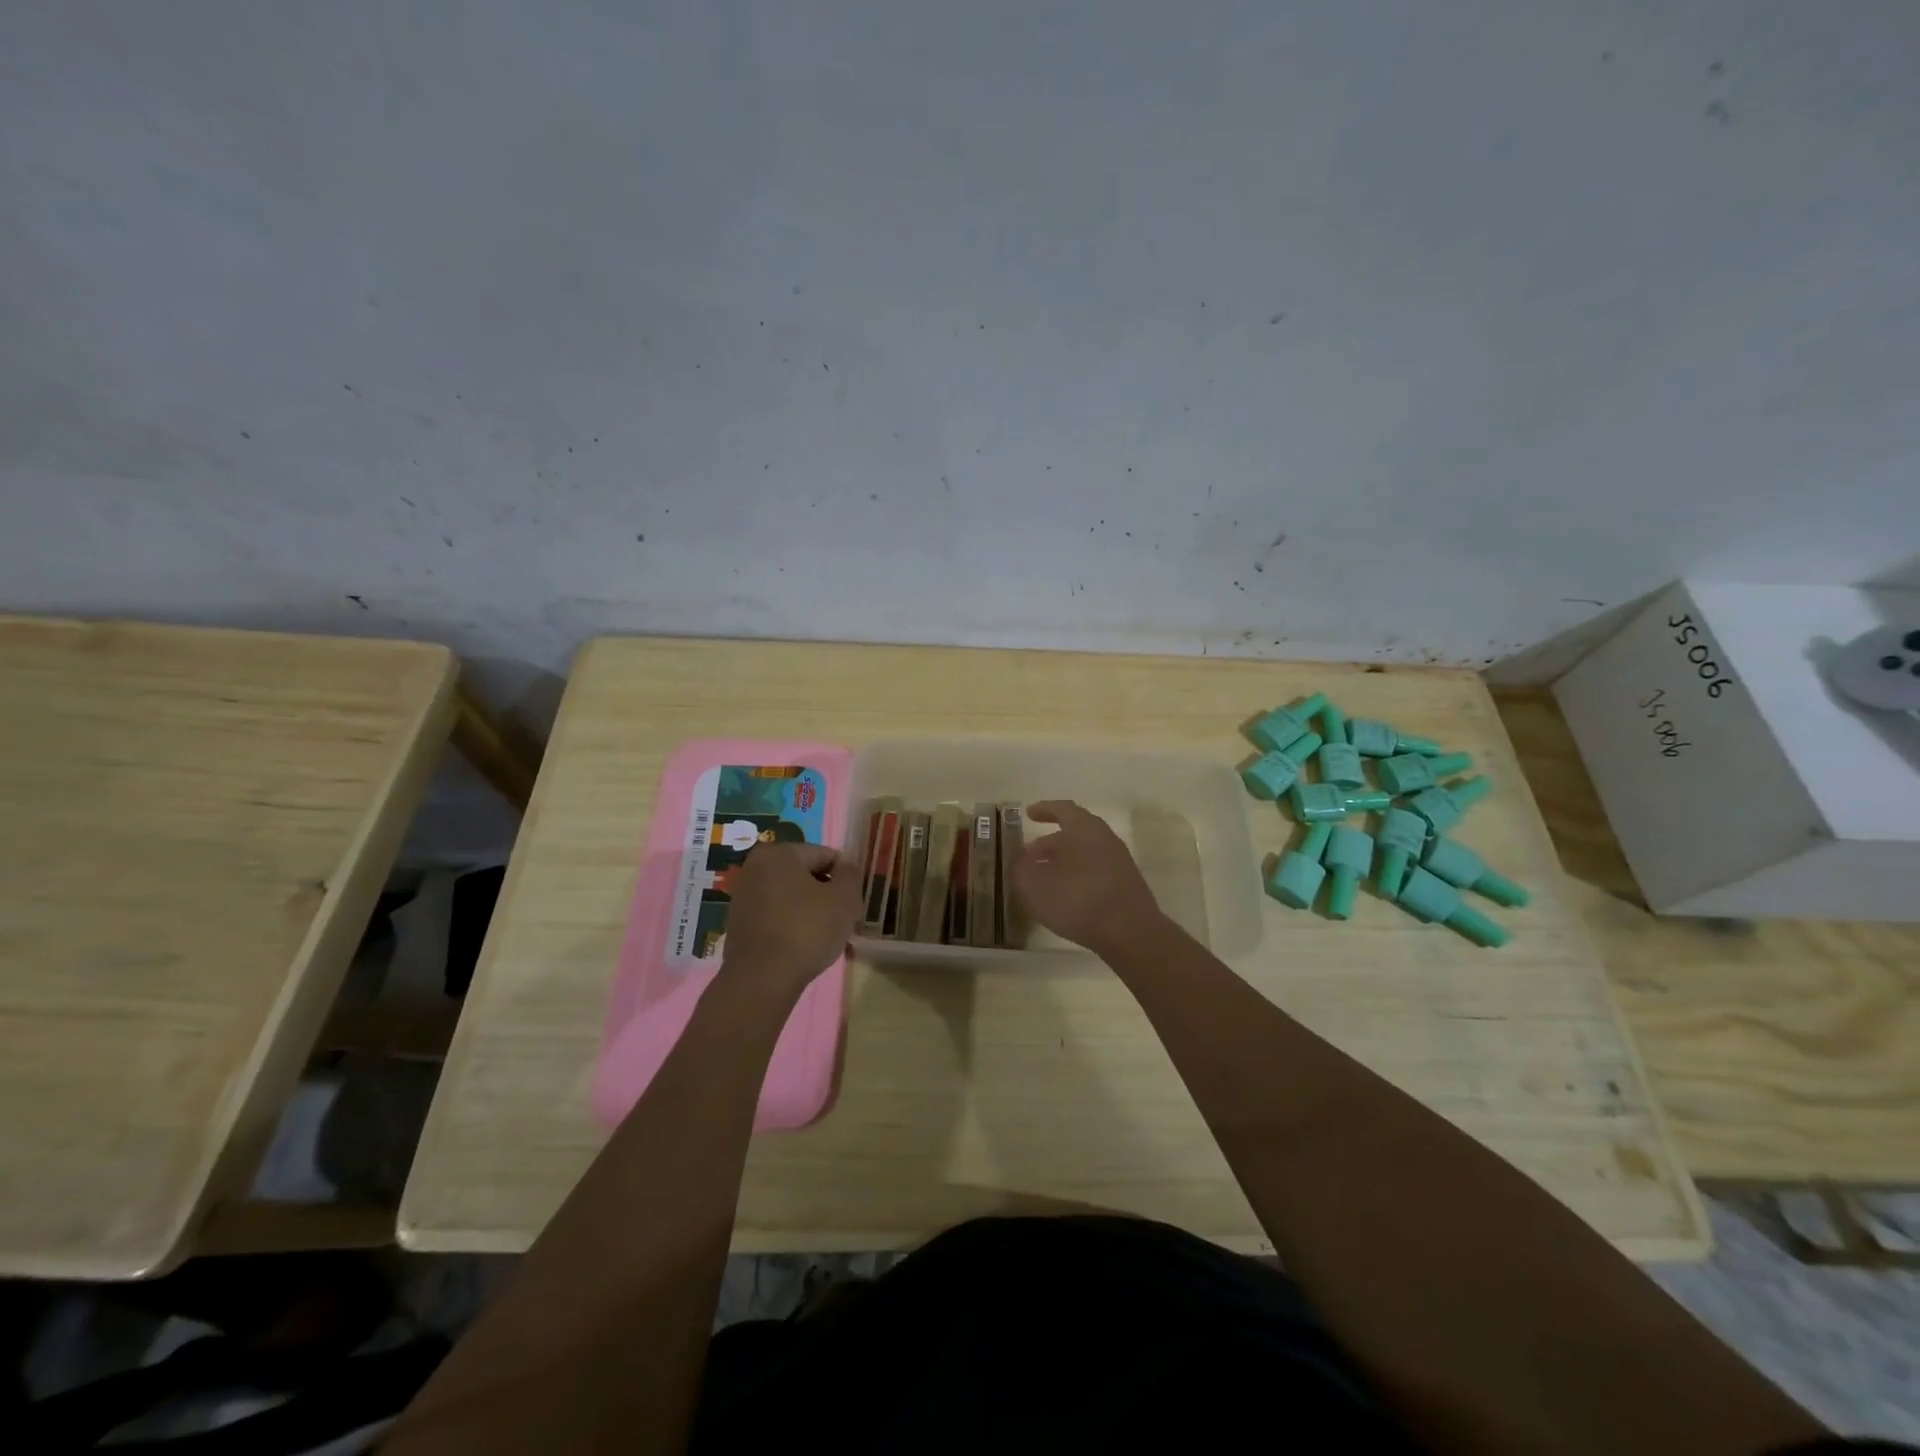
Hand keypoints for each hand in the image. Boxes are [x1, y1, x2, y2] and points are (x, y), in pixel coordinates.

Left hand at [717, 843, 863, 999]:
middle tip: (847, 923)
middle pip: (807, 878)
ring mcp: (743, 898)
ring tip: (832, 941)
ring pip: (793, 900)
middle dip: (829, 898)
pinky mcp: (739, 926)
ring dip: (814, 915)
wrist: (762, 979)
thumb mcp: (844, 898)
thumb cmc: (807, 929)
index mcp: (778, 853)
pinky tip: (809, 950)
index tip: (855, 903)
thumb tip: (846, 866)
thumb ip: (851, 874)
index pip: (825, 856)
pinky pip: (777, 918)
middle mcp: (755, 869)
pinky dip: (795, 928)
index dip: (846, 878)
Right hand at [1014, 800, 1164, 956]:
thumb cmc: (1079, 900)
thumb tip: (1020, 863)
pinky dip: (1076, 876)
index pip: (1062, 809)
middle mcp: (1105, 838)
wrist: (1131, 933)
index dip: (1044, 810)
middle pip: (1074, 833)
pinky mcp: (1125, 885)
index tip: (1028, 814)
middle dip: (1049, 843)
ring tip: (1042, 879)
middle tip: (1029, 856)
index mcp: (1084, 828)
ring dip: (1062, 862)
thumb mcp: (1036, 885)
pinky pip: (1094, 871)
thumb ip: (1021, 870)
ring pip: (1084, 853)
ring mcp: (1119, 862)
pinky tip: (1064, 897)